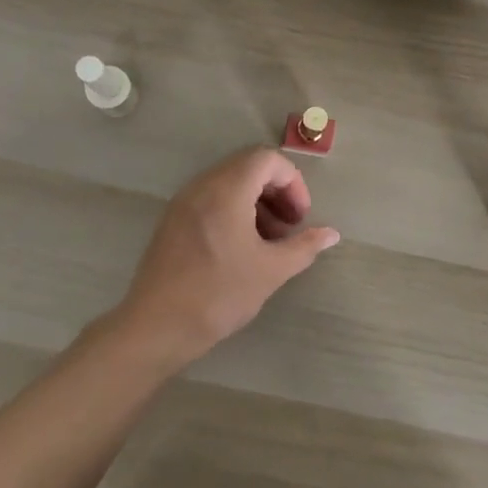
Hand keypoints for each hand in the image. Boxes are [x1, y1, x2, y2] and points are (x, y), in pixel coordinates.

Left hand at [113, 147, 338, 369]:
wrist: (156, 327)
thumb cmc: (219, 294)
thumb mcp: (271, 271)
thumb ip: (304, 246)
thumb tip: (331, 233)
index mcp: (227, 190)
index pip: (267, 160)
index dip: (292, 183)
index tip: (300, 218)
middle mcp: (202, 186)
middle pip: (248, 167)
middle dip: (276, 192)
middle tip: (289, 228)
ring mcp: (183, 202)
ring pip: (229, 183)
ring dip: (256, 202)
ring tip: (268, 241)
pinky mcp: (172, 220)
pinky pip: (210, 199)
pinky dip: (234, 210)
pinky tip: (241, 248)